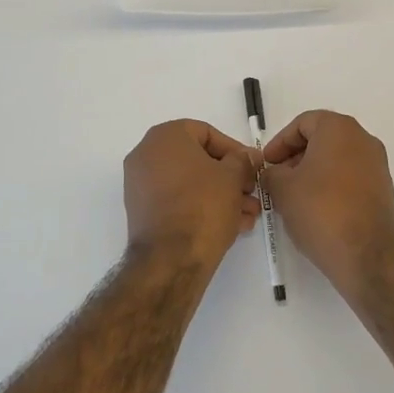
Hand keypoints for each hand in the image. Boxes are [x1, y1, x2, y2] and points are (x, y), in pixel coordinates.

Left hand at [123, 120, 261, 272]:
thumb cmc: (204, 206)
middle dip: (230, 178)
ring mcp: (140, 184)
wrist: (170, 259)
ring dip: (221, 195)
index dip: (235, 151)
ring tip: (247, 215)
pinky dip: (201, 207)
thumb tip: (247, 156)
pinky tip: (230, 225)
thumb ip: (242, 160)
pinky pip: (177, 200)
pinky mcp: (142, 212)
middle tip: (251, 193)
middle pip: (198, 160)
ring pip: (190, 183)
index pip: (207, 133)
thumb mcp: (233, 177)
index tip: (253, 168)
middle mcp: (146, 155)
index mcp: (165, 136)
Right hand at [261, 111, 393, 309]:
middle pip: (322, 138)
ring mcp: (377, 165)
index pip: (303, 123)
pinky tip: (316, 208)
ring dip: (313, 171)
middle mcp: (363, 140)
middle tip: (277, 179)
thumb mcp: (282, 189)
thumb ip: (271, 174)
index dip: (280, 142)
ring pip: (337, 158)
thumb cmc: (320, 210)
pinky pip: (351, 176)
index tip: (267, 163)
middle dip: (296, 156)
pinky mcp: (383, 189)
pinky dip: (331, 184)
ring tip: (293, 196)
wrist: (367, 254)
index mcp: (339, 129)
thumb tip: (273, 174)